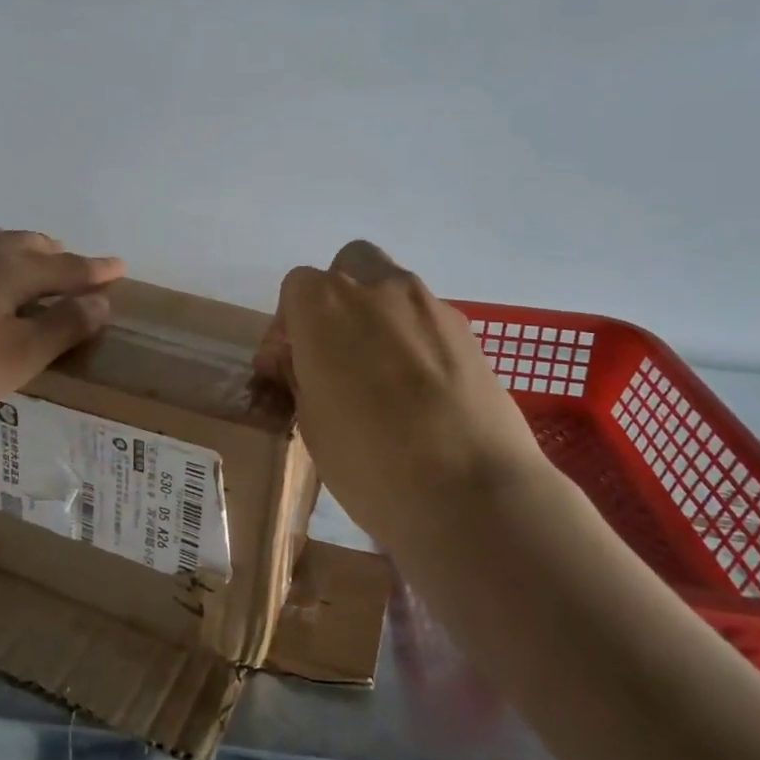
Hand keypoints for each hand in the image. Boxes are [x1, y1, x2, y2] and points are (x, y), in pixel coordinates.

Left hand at [0, 229, 125, 419]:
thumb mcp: (16, 356)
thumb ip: (62, 328)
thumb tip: (101, 302)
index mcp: (9, 272)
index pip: (64, 268)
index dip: (92, 271)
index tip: (118, 266)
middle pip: (21, 244)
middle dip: (49, 251)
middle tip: (66, 257)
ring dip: (4, 248)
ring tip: (11, 254)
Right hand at [256, 241, 550, 552]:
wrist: (472, 494)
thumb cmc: (369, 461)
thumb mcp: (311, 423)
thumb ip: (301, 376)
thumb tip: (301, 361)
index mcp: (325, 305)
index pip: (296, 287)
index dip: (288, 326)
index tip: (289, 366)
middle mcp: (377, 289)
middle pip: (349, 266)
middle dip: (336, 299)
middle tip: (334, 351)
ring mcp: (429, 305)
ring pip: (392, 289)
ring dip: (377, 316)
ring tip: (379, 374)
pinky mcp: (469, 332)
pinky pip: (427, 320)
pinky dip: (414, 339)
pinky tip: (418, 389)